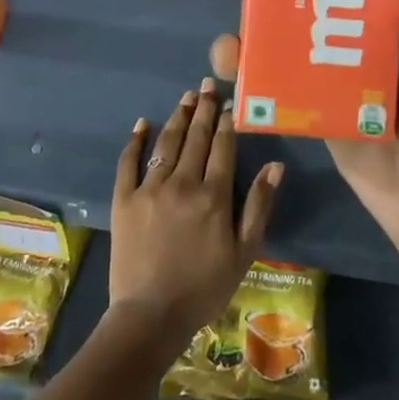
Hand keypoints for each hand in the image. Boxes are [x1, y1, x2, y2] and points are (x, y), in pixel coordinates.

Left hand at [108, 78, 282, 350]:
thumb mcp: (244, 252)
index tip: (229, 100)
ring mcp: (150, 189)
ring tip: (185, 97)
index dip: (227, 121)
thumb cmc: (205, 287)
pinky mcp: (123, 200)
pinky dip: (135, 141)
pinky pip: (128, 163)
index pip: (222, 146)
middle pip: (195, 137)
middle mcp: (182, 183)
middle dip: (203, 108)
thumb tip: (275, 165)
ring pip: (166, 143)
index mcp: (213, 195)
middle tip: (207, 83)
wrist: (151, 316)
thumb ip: (259, 205)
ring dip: (177, 117)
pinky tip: (142, 123)